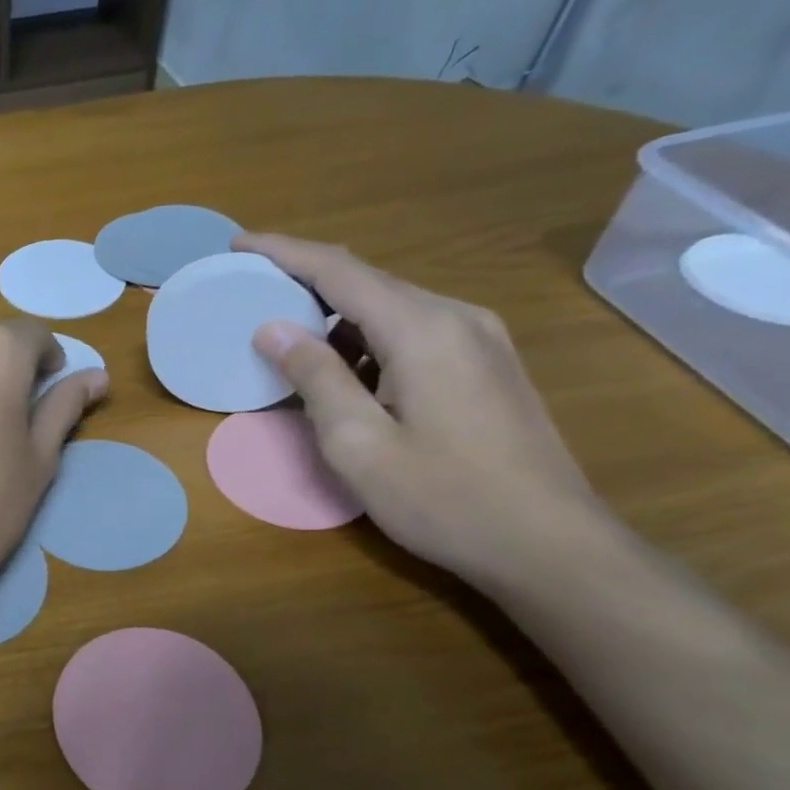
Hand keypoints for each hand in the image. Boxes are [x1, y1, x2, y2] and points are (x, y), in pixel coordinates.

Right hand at [241, 233, 608, 588]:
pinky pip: (413, 332)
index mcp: (422, 329)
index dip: (285, 252)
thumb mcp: (358, 444)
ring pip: (391, 308)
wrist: (550, 545)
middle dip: (305, 281)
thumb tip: (273, 327)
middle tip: (252, 293)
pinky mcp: (487, 366)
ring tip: (287, 339)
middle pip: (368, 281)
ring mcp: (480, 341)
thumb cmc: (444, 499)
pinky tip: (344, 373)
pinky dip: (366, 340)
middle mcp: (457, 318)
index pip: (340, 270)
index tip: (239, 243)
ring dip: (335, 317)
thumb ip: (314, 378)